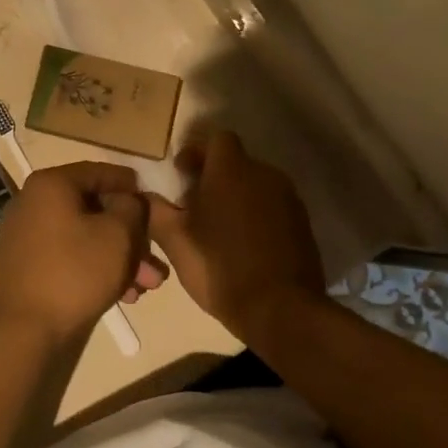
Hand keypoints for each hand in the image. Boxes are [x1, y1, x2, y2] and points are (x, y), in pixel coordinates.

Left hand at [0, 161, 158, 342]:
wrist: (23, 329)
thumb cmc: (74, 272)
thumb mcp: (117, 235)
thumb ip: (132, 208)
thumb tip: (130, 201)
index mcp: (51, 184)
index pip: (100, 172)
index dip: (132, 186)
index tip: (157, 202)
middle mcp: (34, 202)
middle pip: (94, 208)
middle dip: (131, 234)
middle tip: (158, 258)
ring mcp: (28, 234)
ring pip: (86, 236)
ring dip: (120, 257)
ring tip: (149, 286)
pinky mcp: (29, 265)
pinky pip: (70, 255)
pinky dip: (97, 268)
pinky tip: (125, 295)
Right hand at [146, 130, 326, 338]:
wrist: (281, 310)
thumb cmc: (220, 267)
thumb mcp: (174, 240)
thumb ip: (155, 210)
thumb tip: (144, 196)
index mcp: (231, 170)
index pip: (217, 138)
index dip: (197, 151)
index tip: (182, 176)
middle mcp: (264, 174)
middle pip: (236, 161)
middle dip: (214, 177)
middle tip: (194, 206)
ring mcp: (289, 199)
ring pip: (255, 184)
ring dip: (236, 197)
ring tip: (218, 229)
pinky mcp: (303, 223)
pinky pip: (272, 206)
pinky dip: (256, 215)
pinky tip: (243, 245)